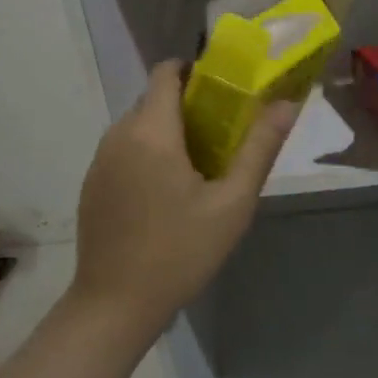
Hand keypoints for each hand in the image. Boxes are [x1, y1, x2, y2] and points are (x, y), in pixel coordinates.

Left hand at [71, 60, 298, 329]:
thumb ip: (259, 148)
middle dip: (187, 104)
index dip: (194, 70)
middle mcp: (119, 134)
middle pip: (154, 98)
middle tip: (222, 131)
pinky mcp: (92, 183)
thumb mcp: (232, 203)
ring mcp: (100, 160)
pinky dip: (147, 152)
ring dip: (167, 130)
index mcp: (152, 131)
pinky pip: (124, 148)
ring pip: (138, 124)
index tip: (222, 89)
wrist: (114, 306)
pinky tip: (166, 191)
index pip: (166, 72)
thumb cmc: (179, 252)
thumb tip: (286, 104)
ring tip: (199, 163)